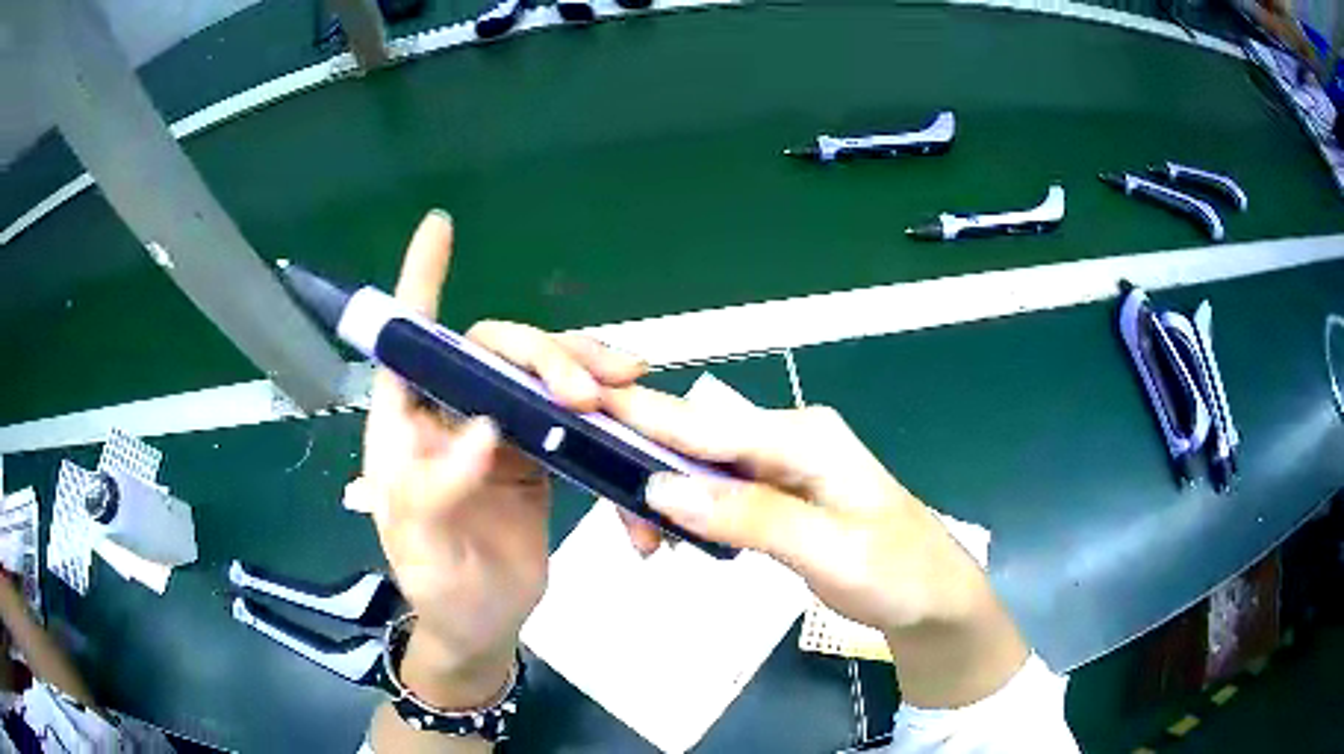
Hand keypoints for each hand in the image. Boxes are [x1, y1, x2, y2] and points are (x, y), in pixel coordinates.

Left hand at [353, 211, 648, 707]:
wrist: (484, 623)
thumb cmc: (440, 589)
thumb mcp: (425, 551)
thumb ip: (439, 491)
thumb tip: (483, 428)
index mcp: (406, 428)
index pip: (407, 343)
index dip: (421, 281)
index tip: (440, 226)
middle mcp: (451, 413)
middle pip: (495, 351)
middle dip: (544, 355)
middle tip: (587, 390)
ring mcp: (499, 430)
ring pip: (541, 373)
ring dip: (584, 368)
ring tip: (628, 380)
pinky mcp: (537, 451)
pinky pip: (572, 410)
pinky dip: (604, 404)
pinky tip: (631, 407)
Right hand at [601, 386, 1029, 706]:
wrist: (934, 600)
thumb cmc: (897, 574)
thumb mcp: (829, 552)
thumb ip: (750, 517)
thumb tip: (663, 488)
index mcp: (805, 438)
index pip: (709, 424)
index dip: (644, 416)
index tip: (581, 406)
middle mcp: (788, 440)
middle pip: (698, 443)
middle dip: (648, 474)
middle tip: (629, 534)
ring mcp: (783, 468)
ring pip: (703, 471)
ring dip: (667, 501)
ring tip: (651, 548)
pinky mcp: (778, 496)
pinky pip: (719, 495)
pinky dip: (691, 516)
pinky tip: (681, 541)